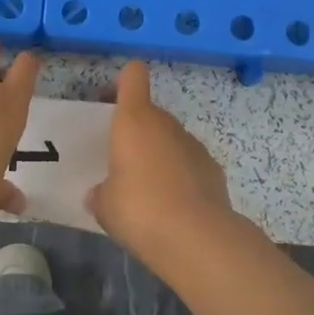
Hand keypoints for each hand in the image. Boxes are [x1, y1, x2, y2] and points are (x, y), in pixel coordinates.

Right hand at [87, 61, 235, 261]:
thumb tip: (100, 193)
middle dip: (136, 130)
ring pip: (170, 138)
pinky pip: (188, 162)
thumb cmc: (139, 210)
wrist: (197, 238)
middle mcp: (166, 124)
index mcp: (134, 120)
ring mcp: (193, 145)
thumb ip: (100, 192)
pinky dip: (180, 175)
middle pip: (150, 112)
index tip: (110, 100)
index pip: (133, 76)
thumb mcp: (104, 204)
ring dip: (158, 153)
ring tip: (147, 189)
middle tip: (120, 159)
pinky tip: (173, 205)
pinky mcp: (213, 169)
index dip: (122, 81)